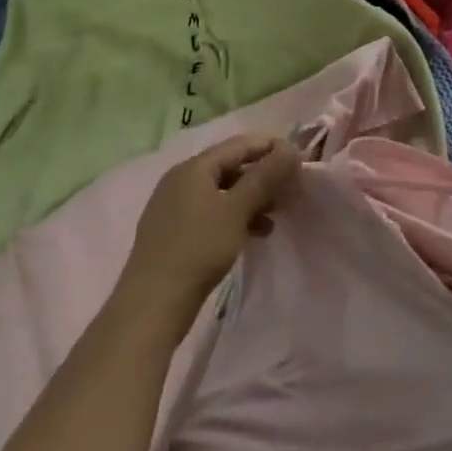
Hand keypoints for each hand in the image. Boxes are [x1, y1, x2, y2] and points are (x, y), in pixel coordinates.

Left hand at [115, 135, 302, 335]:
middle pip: (231, 167)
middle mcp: (181, 180)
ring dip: (252, 199)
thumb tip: (291, 149)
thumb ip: (265, 176)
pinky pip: (212, 213)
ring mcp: (175, 207)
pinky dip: (235, 217)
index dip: (271, 148)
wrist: (152, 306)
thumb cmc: (198, 249)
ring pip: (223, 192)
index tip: (299, 162)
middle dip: (263, 177)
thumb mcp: (237, 209)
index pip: (240, 144)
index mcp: (194, 168)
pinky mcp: (174, 233)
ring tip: (276, 216)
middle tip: (291, 191)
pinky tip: (254, 234)